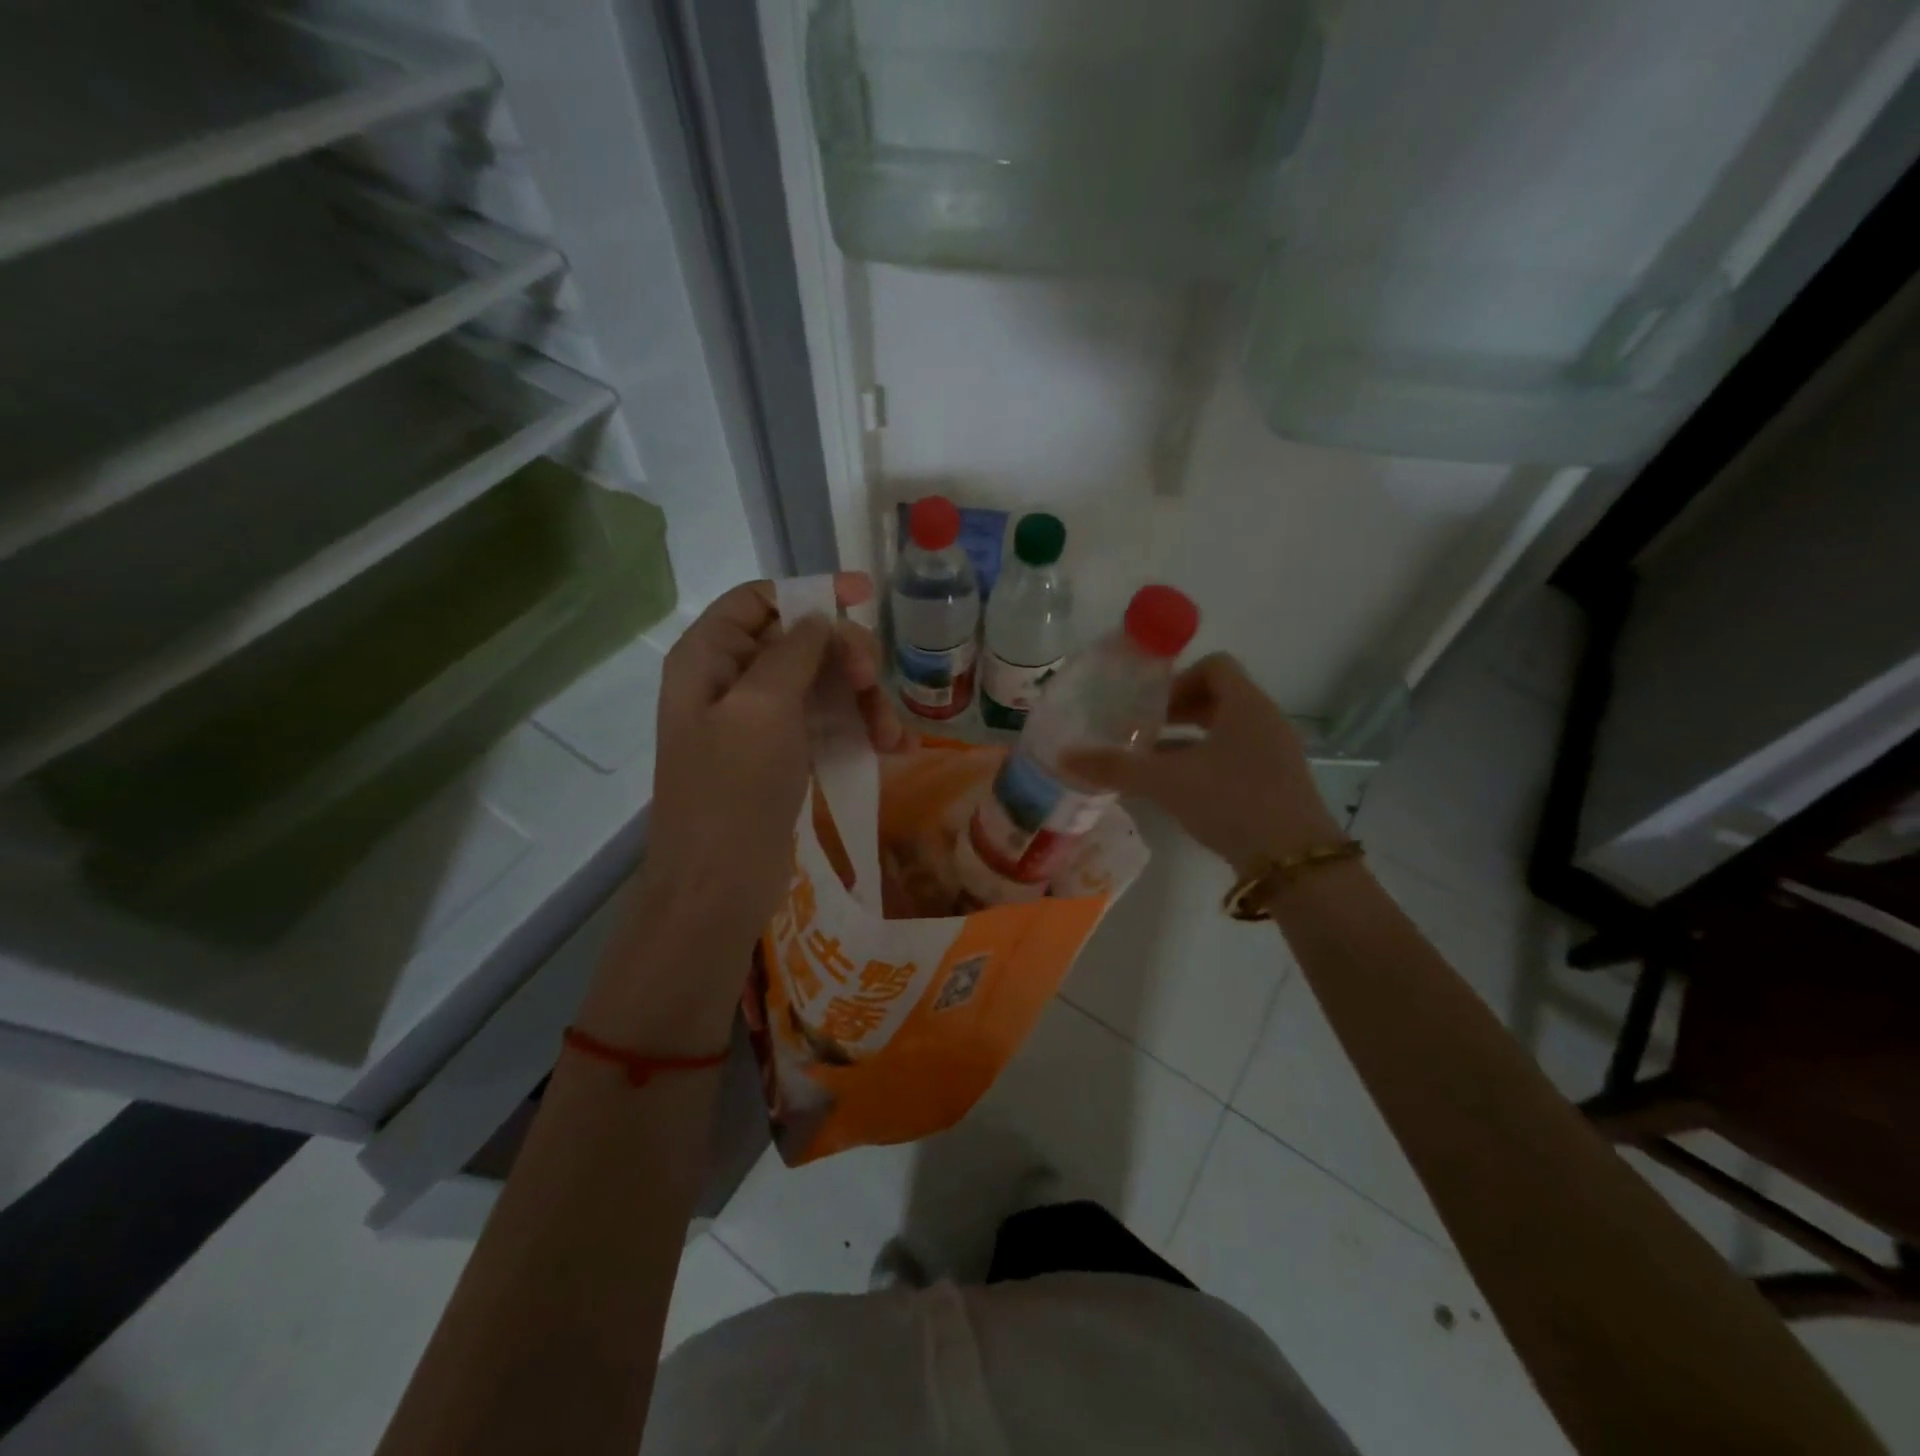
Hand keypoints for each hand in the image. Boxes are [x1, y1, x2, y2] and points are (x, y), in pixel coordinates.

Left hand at [579, 574, 905, 1050]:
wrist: (717, 888)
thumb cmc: (733, 792)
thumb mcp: (761, 709)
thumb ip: (793, 651)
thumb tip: (820, 616)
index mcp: (709, 658)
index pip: (760, 600)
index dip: (811, 592)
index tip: (865, 597)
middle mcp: (731, 681)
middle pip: (800, 642)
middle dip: (845, 657)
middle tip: (875, 683)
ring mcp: (758, 722)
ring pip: (821, 684)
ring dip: (863, 700)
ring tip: (892, 735)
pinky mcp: (783, 756)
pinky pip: (827, 724)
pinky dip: (859, 730)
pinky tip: (891, 748)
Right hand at [1061, 653, 1343, 876]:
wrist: (1295, 862)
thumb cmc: (1232, 802)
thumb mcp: (1167, 782)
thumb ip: (1116, 767)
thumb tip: (1064, 756)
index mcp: (1246, 705)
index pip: (1215, 665)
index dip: (1179, 679)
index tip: (1151, 707)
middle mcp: (1265, 720)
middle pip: (1219, 697)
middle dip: (1177, 711)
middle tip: (1143, 731)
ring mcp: (1275, 753)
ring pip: (1227, 730)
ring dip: (1189, 739)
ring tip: (1153, 762)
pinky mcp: (1277, 783)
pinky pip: (1236, 756)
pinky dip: (1206, 762)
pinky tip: (1180, 790)